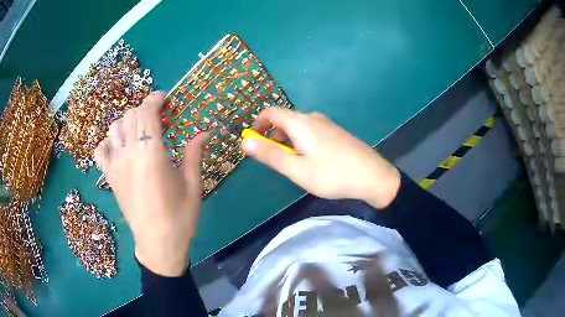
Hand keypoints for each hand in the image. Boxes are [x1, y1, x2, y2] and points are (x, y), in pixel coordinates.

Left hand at [94, 92, 207, 276]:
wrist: (158, 244)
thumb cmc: (179, 216)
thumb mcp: (192, 184)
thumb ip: (194, 153)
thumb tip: (205, 131)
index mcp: (151, 153)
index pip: (147, 112)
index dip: (156, 99)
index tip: (166, 99)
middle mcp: (129, 153)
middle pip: (130, 115)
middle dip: (145, 110)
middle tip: (158, 118)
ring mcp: (116, 165)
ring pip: (114, 127)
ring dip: (128, 122)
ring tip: (140, 131)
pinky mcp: (109, 177)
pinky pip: (101, 150)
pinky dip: (108, 142)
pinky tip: (120, 147)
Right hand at [243, 108, 399, 207]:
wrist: (372, 176)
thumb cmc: (332, 174)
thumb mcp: (297, 169)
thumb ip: (270, 155)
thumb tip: (245, 142)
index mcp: (300, 122)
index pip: (271, 112)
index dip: (257, 124)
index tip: (252, 141)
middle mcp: (313, 118)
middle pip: (285, 120)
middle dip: (273, 136)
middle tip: (273, 159)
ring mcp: (327, 124)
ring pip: (298, 127)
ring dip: (287, 141)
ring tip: (291, 164)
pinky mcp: (336, 133)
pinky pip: (311, 132)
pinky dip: (301, 142)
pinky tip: (310, 161)